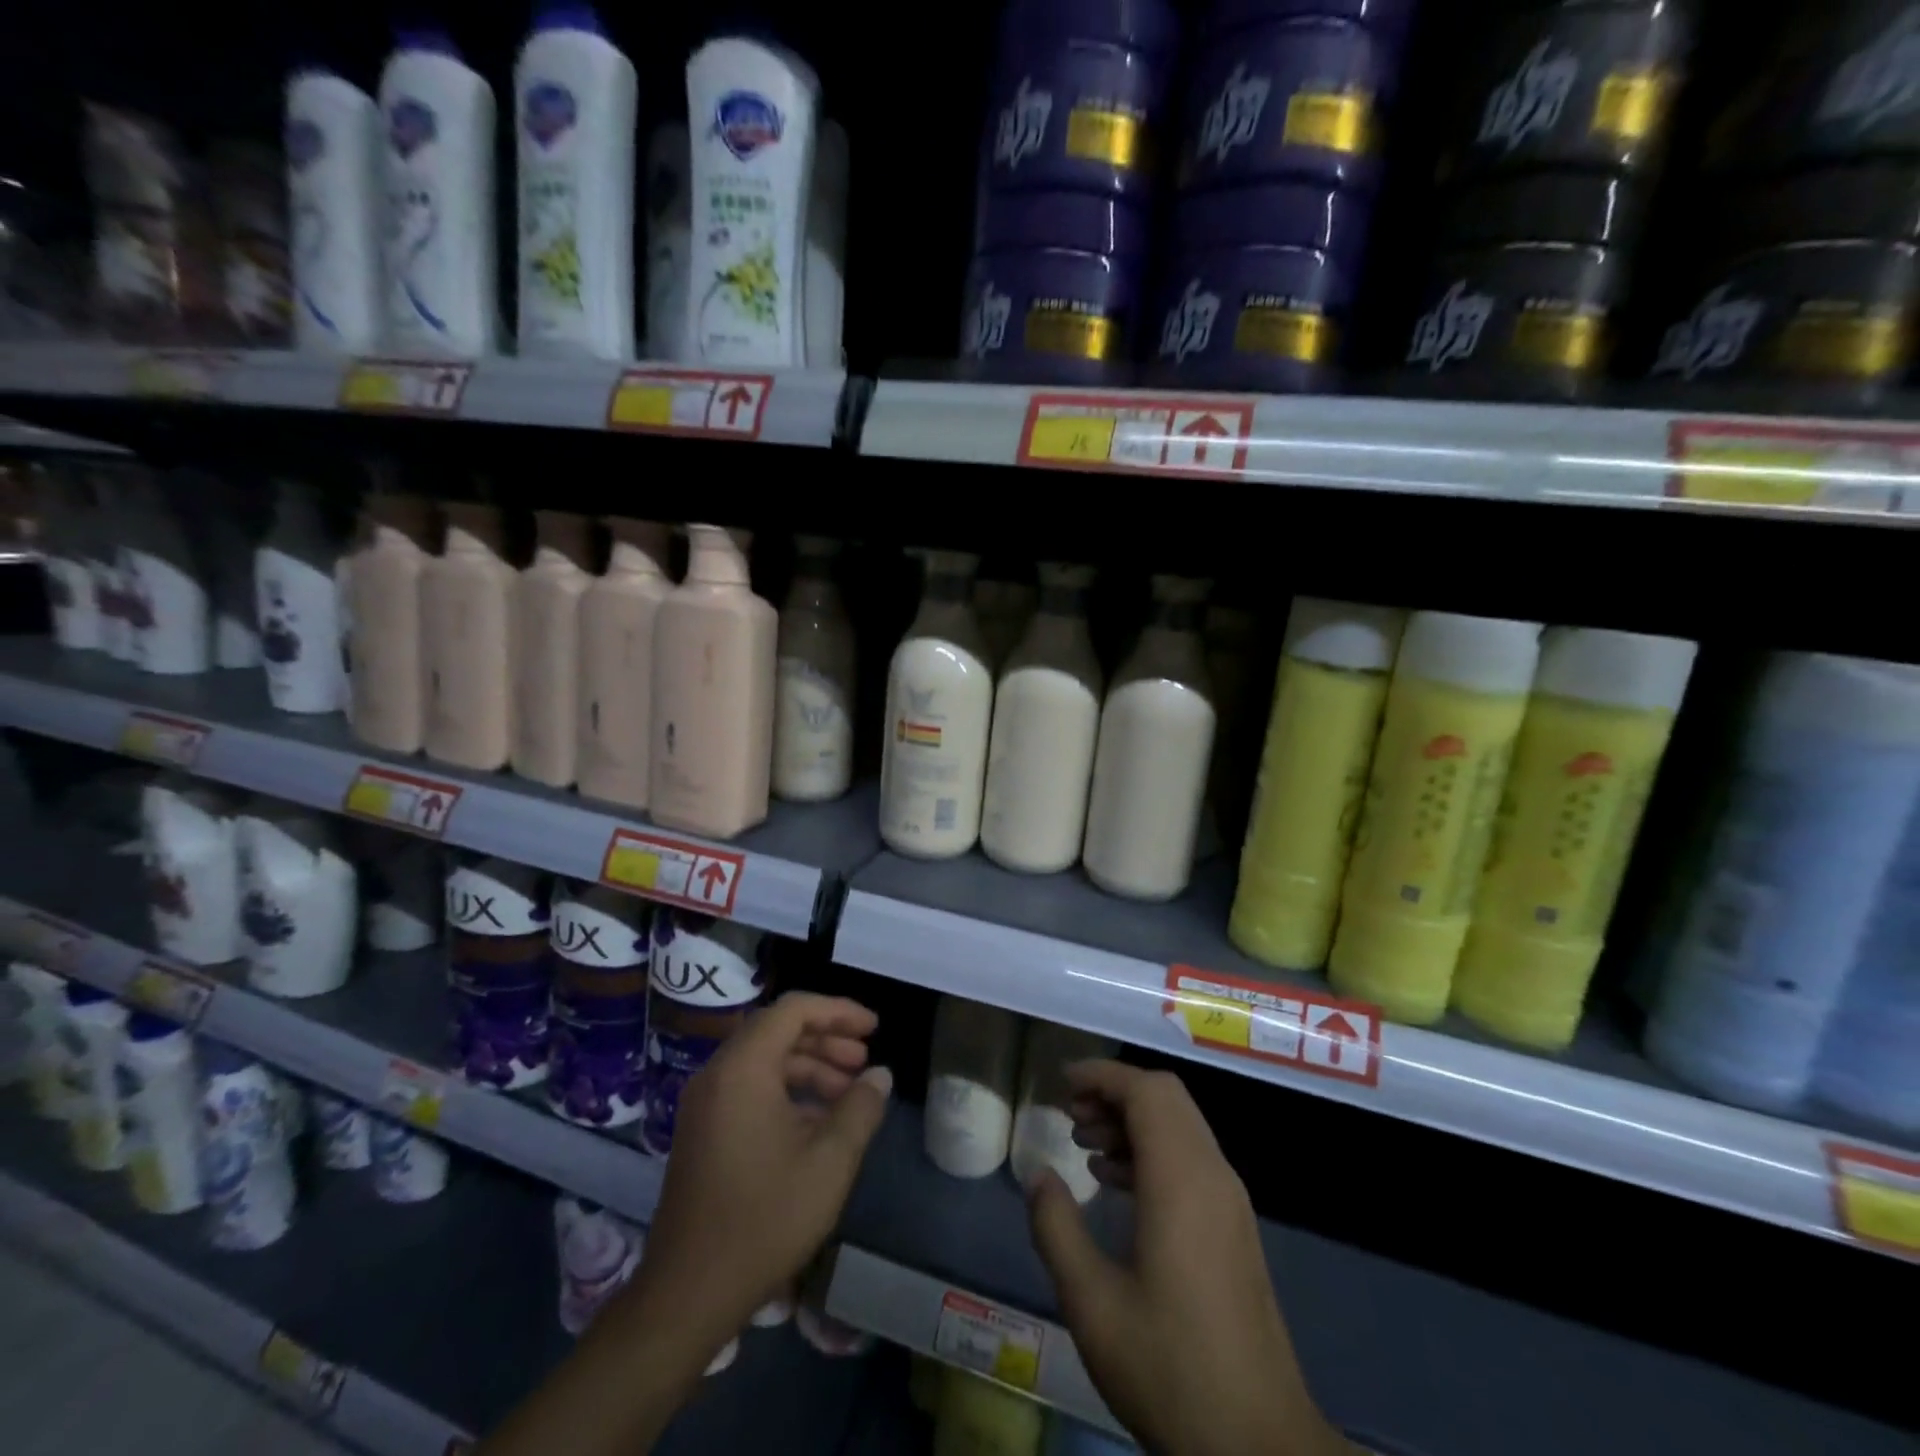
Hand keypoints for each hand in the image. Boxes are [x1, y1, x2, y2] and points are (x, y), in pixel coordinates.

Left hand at [629, 992, 892, 1353]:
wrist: (687, 1296)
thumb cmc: (764, 1219)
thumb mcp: (829, 1162)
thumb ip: (860, 1108)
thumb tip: (880, 1075)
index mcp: (743, 1068)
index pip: (794, 1010)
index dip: (839, 1011)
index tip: (874, 1028)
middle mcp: (718, 1074)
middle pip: (778, 1030)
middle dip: (827, 1038)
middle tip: (865, 1059)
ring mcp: (706, 1104)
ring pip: (765, 1060)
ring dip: (810, 1066)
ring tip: (851, 1091)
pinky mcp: (703, 1132)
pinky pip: (750, 1088)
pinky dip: (788, 1091)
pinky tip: (820, 1122)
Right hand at [1028, 1062, 1350, 1455]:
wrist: (1261, 1447)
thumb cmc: (1171, 1370)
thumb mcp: (1092, 1303)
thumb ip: (1057, 1227)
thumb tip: (1039, 1175)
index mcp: (1182, 1180)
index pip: (1146, 1091)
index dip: (1102, 1075)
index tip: (1062, 1084)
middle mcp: (1213, 1175)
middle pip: (1166, 1098)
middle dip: (1115, 1092)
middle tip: (1070, 1115)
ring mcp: (1230, 1202)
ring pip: (1180, 1126)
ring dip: (1133, 1121)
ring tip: (1085, 1146)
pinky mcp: (1234, 1228)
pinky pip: (1190, 1159)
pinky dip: (1151, 1151)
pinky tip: (1117, 1185)